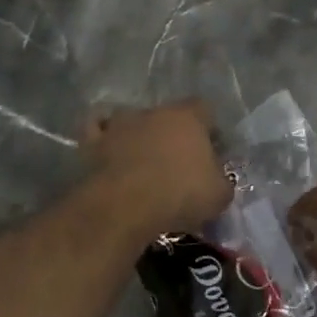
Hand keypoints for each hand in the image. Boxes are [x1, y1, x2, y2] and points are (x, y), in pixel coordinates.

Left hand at [82, 100, 232, 238]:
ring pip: (132, 119)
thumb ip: (222, 182)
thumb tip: (218, 181)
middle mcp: (155, 112)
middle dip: (173, 133)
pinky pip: (97, 129)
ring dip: (138, 134)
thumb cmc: (179, 194)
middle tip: (177, 161)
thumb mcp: (219, 196)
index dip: (209, 129)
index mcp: (189, 117)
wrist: (124, 206)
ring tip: (141, 158)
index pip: (204, 109)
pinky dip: (103, 136)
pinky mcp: (93, 141)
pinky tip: (108, 149)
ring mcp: (121, 123)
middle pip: (168, 115)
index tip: (211, 151)